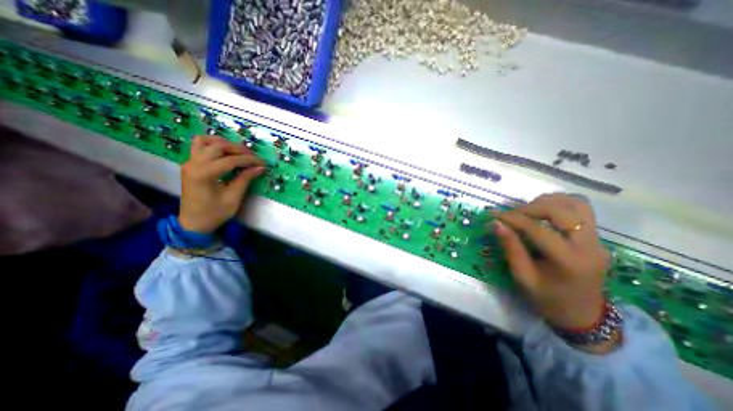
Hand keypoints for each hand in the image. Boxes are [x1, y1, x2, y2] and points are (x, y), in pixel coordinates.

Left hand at [179, 136, 265, 234]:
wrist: (193, 223)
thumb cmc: (215, 213)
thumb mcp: (233, 197)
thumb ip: (245, 179)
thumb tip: (260, 167)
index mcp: (204, 174)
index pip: (231, 160)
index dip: (249, 160)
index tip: (262, 163)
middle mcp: (193, 164)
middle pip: (218, 146)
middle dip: (239, 150)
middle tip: (253, 157)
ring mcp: (189, 162)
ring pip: (206, 141)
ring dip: (224, 143)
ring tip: (239, 152)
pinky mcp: (190, 164)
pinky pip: (199, 146)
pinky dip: (213, 144)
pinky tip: (225, 151)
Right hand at [495, 192, 610, 333]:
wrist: (583, 314)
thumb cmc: (548, 299)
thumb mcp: (523, 277)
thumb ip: (511, 248)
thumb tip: (495, 223)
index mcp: (569, 261)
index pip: (538, 229)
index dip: (513, 219)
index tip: (493, 215)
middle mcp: (589, 245)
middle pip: (561, 210)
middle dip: (530, 207)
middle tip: (511, 214)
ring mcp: (597, 239)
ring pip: (576, 203)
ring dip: (547, 202)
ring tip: (527, 211)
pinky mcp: (596, 236)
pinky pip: (580, 209)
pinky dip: (559, 204)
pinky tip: (543, 212)